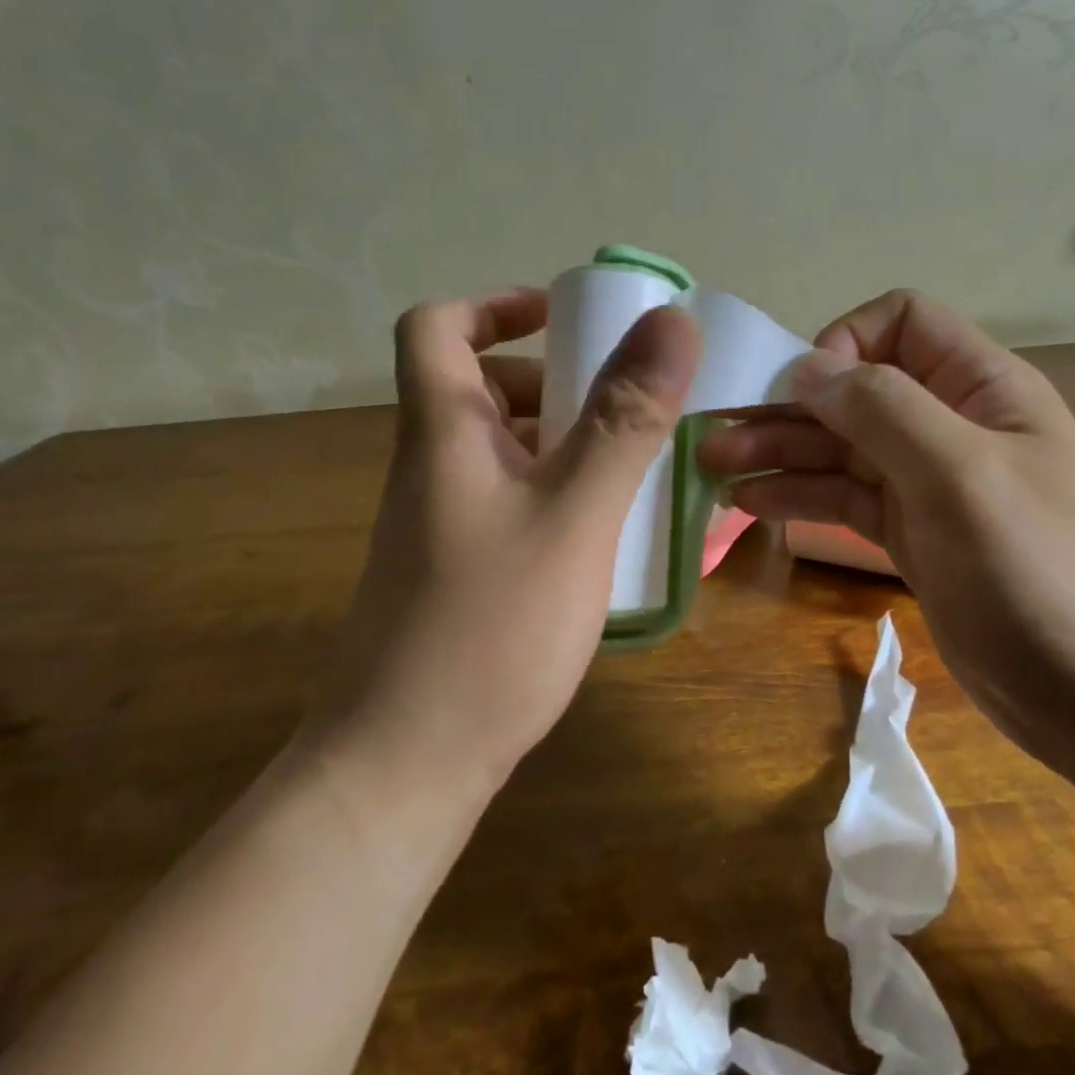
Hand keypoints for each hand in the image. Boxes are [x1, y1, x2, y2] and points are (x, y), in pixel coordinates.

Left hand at [309, 288, 701, 799]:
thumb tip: (671, 321)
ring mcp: (442, 521)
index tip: (565, 318)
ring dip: (563, 435)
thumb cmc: (489, 628)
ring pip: (502, 446)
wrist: (403, 769)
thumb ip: (624, 418)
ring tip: (633, 459)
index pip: (437, 326)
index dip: (496, 305)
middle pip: (477, 384)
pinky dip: (558, 488)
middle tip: (623, 399)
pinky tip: (606, 528)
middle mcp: (433, 466)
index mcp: (443, 431)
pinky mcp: (458, 568)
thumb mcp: (575, 512)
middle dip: (551, 376)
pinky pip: (512, 497)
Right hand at [699, 290, 1074, 777]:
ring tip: (714, 467)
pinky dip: (800, 495)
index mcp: (980, 387)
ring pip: (842, 447)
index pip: (901, 322)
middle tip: (714, 431)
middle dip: (787, 404)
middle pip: (856, 390)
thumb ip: (885, 410)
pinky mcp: (912, 536)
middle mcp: (950, 424)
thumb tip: (809, 366)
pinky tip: (750, 504)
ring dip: (780, 450)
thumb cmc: (1046, 574)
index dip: (846, 342)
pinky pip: (845, 498)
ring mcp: (929, 483)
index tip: (805, 391)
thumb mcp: (965, 477)